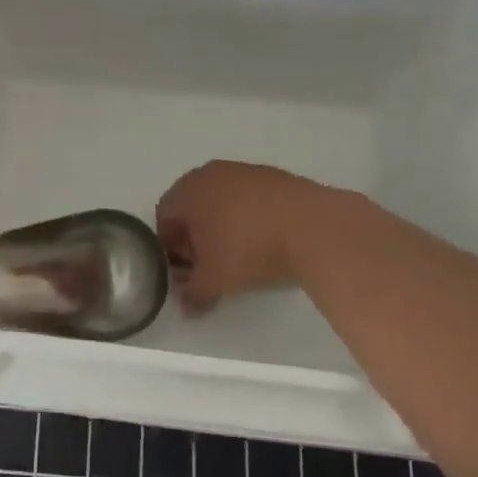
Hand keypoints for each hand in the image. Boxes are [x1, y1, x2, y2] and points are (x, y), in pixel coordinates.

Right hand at [155, 161, 321, 312]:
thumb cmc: (248, 249)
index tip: (187, 271)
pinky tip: (266, 241)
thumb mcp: (214, 280)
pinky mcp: (275, 176)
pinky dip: (250, 218)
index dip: (171, 248)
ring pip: (222, 201)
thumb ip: (193, 293)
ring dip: (224, 226)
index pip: (164, 218)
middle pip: (192, 207)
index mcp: (187, 191)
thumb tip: (186, 305)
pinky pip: (250, 199)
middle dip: (196, 237)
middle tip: (210, 265)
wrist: (314, 227)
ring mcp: (245, 171)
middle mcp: (211, 173)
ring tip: (241, 255)